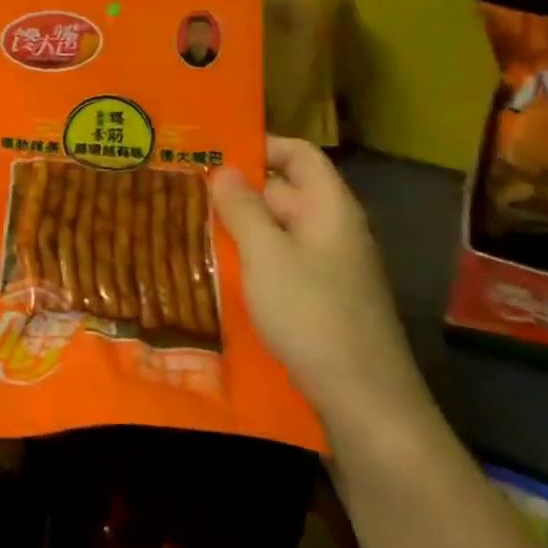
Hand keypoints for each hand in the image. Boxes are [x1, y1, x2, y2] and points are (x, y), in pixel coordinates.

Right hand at [212, 138, 430, 438]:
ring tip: (188, 227)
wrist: (364, 403)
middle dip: (236, 190)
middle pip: (283, 192)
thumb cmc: (312, 315)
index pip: (298, 155)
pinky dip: (250, 261)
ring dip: (238, 228)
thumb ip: (242, 208)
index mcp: (329, 208)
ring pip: (276, 232)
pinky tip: (215, 271)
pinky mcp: (319, 300)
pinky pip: (279, 265)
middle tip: (183, 190)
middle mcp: (332, 230)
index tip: (212, 150)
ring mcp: (328, 268)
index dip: (260, 145)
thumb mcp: (266, 255)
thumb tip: (223, 170)